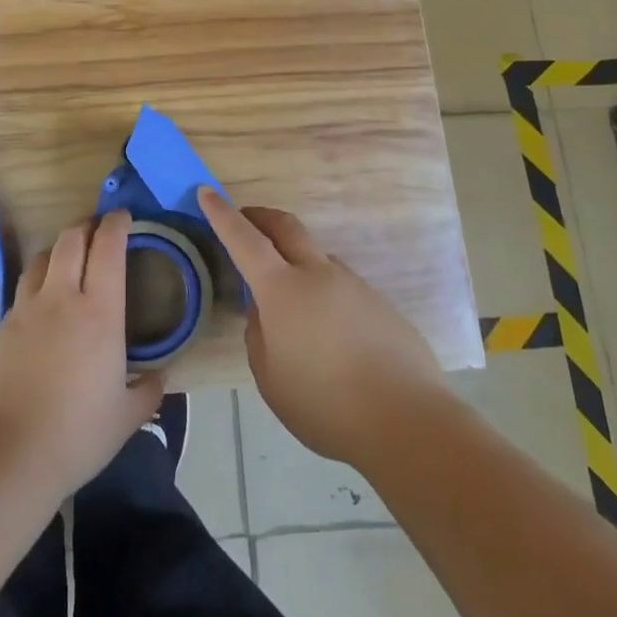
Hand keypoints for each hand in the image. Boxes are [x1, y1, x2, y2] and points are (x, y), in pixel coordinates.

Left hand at [0, 210, 162, 499]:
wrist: (6, 455)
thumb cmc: (76, 435)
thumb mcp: (126, 418)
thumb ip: (148, 391)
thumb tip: (159, 376)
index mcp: (99, 313)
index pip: (108, 248)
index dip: (116, 224)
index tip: (124, 217)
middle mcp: (61, 298)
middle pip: (71, 239)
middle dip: (86, 226)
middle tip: (98, 231)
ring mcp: (25, 310)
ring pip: (42, 258)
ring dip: (59, 250)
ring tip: (69, 261)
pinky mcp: (0, 328)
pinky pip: (23, 291)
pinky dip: (38, 285)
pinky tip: (43, 309)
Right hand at [201, 187, 442, 467]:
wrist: (408, 423)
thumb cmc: (325, 404)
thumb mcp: (270, 377)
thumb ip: (259, 334)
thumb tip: (265, 311)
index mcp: (283, 290)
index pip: (244, 239)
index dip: (222, 214)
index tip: (207, 193)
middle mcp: (318, 274)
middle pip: (286, 227)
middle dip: (260, 216)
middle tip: (245, 220)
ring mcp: (354, 285)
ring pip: (316, 258)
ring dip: (295, 260)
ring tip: (290, 302)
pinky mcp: (380, 304)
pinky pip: (341, 286)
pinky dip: (323, 293)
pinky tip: (330, 335)